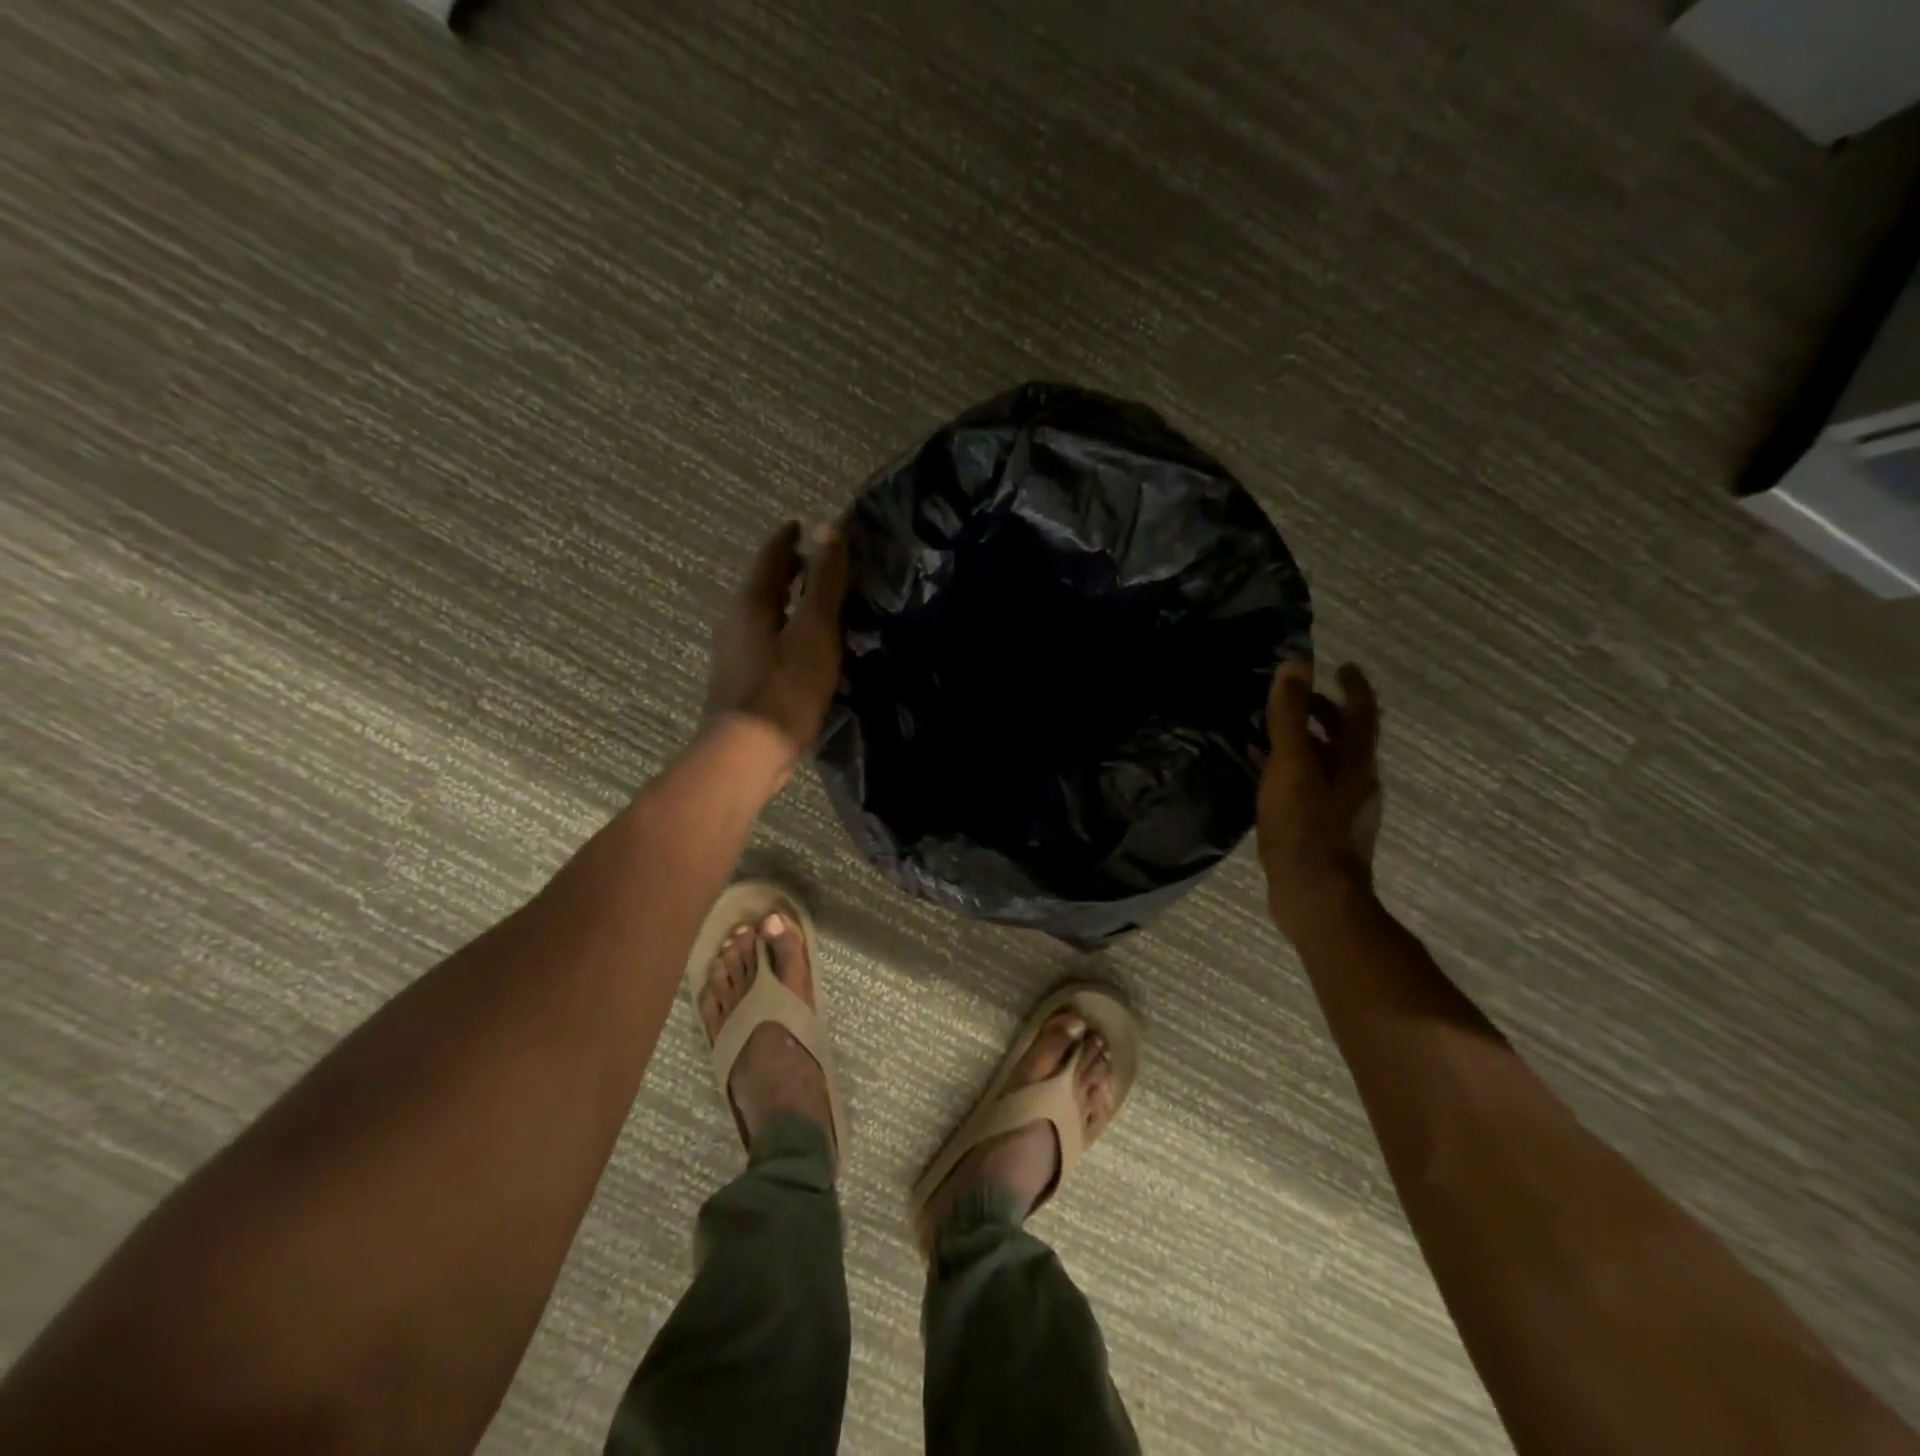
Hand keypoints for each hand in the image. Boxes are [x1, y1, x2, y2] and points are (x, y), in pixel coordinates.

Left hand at [701, 519, 849, 769]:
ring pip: (765, 617)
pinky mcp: (742, 684)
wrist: (747, 753)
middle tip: (819, 565)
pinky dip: (788, 635)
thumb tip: (827, 528)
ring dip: (789, 606)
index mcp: (752, 603)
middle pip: (764, 586)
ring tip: (819, 607)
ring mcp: (735, 655)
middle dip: (790, 572)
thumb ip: (824, 582)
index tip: (804, 526)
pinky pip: (768, 645)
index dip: (789, 539)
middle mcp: (736, 623)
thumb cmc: (785, 688)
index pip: (771, 556)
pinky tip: (807, 651)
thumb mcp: (815, 630)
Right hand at [1257, 660, 1384, 941]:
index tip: (1341, 666)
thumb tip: (1296, 665)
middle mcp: (1356, 782)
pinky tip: (1261, 773)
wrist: (1316, 898)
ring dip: (1302, 742)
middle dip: (1322, 713)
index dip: (1353, 686)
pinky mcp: (1321, 829)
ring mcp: (1341, 809)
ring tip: (1268, 730)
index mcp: (1356, 764)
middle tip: (1294, 697)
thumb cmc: (1305, 828)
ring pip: (1324, 763)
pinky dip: (1289, 770)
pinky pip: (1307, 787)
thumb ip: (1290, 717)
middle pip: (1344, 738)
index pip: (1362, 713)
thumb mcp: (1292, 766)